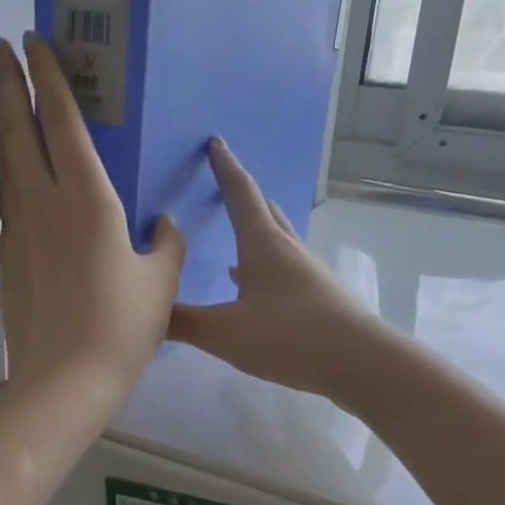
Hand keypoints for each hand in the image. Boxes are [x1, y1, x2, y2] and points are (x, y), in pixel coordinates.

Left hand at [0, 35, 184, 398]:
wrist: (67, 378)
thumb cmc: (123, 326)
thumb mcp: (161, 282)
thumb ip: (166, 243)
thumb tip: (162, 223)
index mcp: (88, 199)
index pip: (61, 121)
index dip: (48, 77)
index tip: (34, 42)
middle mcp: (45, 203)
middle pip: (17, 130)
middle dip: (7, 82)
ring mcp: (19, 230)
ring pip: (4, 162)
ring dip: (1, 124)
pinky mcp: (7, 258)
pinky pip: (5, 200)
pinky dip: (6, 173)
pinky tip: (12, 174)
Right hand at [169, 139, 387, 399]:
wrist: (360, 362)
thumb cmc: (290, 336)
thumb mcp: (224, 332)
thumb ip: (182, 321)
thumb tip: (145, 310)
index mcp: (263, 245)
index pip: (240, 194)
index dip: (224, 168)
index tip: (215, 142)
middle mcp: (287, 251)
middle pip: (264, 213)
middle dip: (243, 197)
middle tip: (225, 185)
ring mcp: (307, 275)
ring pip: (278, 241)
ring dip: (258, 232)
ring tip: (240, 231)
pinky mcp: (318, 300)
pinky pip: (284, 272)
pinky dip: (264, 269)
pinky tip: (254, 288)